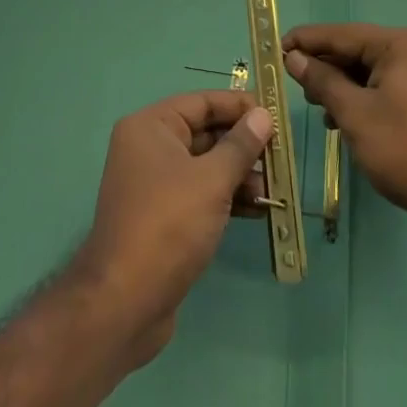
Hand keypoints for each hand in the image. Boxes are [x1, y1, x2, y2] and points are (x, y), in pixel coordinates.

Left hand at [72, 91, 272, 366]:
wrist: (125, 303)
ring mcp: (154, 184)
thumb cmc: (168, 225)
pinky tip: (258, 210)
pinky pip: (200, 193)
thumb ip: (240, 145)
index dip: (239, 106)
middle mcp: (148, 148)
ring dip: (240, 174)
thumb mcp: (211, 180)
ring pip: (205, 166)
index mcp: (151, 127)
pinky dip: (227, 197)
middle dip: (243, 145)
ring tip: (273, 189)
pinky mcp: (163, 217)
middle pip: (205, 133)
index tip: (275, 115)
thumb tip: (263, 115)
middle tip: (281, 156)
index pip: (202, 103)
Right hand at [282, 24, 406, 249]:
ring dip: (337, 86)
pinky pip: (378, 89)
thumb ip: (322, 81)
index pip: (340, 34)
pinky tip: (338, 120)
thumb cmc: (404, 149)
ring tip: (315, 105)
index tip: (273, 48)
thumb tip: (294, 58)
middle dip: (322, 67)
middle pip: (353, 51)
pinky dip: (357, 100)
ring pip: (364, 72)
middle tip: (290, 83)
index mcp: (397, 45)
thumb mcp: (354, 113)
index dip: (305, 41)